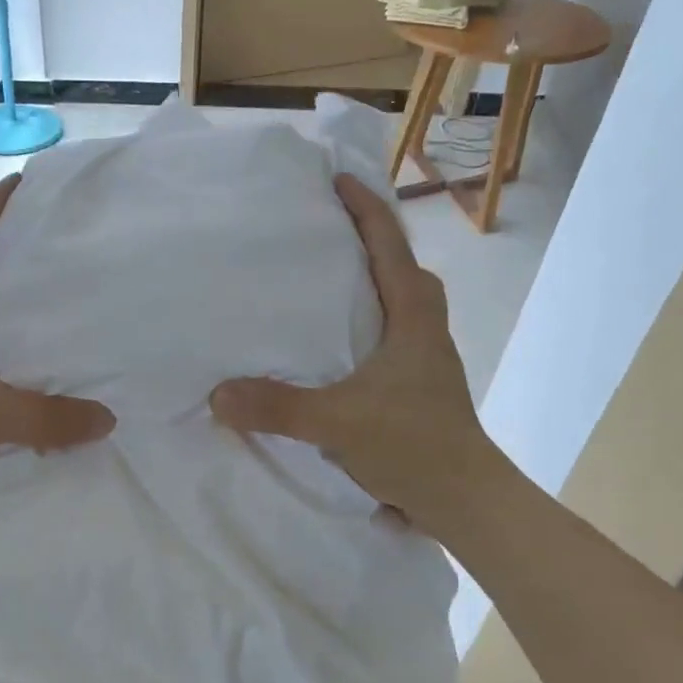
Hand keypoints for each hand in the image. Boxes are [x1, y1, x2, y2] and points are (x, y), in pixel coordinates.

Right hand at [210, 174, 492, 531]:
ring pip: (397, 301)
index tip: (336, 180)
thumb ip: (278, 407)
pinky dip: (363, 321)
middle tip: (324, 230)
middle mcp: (423, 328)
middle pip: (399, 266)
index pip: (390, 246)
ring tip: (320, 280)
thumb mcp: (338, 423)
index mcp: (413, 317)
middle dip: (368, 240)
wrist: (465, 501)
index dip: (365, 208)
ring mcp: (424, 357)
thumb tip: (217, 394)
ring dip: (367, 282)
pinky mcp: (416, 384)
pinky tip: (329, 343)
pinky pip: (388, 334)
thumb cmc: (414, 447)